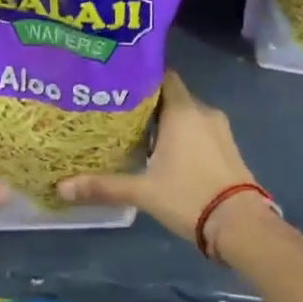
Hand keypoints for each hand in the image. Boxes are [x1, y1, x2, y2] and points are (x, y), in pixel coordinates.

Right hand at [59, 71, 265, 247]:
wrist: (240, 224)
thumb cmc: (189, 197)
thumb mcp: (143, 192)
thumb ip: (104, 186)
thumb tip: (62, 187)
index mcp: (182, 111)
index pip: (163, 77)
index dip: (141, 78)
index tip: (119, 85)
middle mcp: (203, 111)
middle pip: (172, 96)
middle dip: (149, 103)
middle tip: (120, 113)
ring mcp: (220, 129)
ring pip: (187, 114)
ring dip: (167, 121)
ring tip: (139, 134)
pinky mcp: (228, 146)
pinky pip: (200, 129)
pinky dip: (184, 134)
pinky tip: (166, 152)